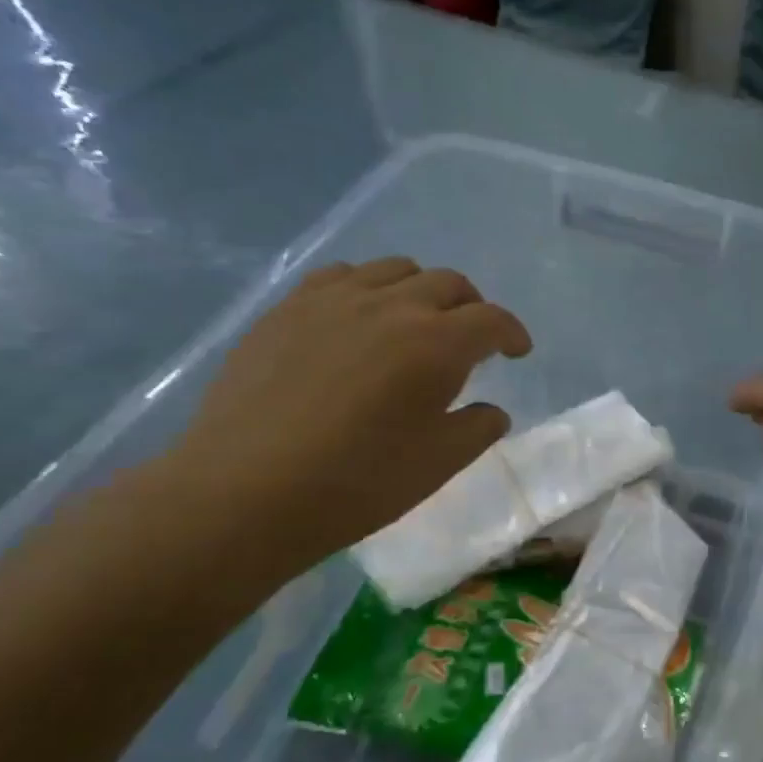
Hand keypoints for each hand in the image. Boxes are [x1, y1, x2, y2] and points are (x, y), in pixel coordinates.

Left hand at [158, 258, 531, 578]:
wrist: (245, 492)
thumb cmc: (357, 484)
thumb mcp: (438, 464)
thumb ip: (477, 429)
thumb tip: (492, 410)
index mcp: (436, 344)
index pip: (492, 320)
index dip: (512, 333)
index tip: (517, 352)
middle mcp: (391, 306)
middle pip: (448, 283)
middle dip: (472, 308)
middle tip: (472, 340)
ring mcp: (333, 300)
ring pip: (395, 270)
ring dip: (421, 291)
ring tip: (416, 323)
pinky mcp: (288, 308)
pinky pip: (341, 276)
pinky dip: (367, 288)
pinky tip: (359, 319)